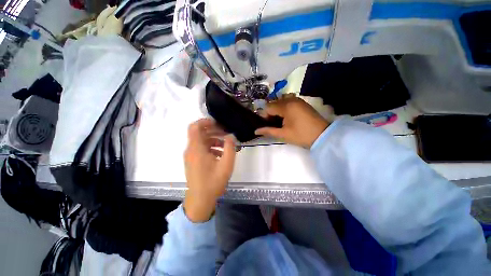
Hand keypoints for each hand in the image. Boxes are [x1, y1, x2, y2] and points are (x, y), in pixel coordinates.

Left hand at [183, 118, 235, 221]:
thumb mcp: (226, 164)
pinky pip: (201, 149)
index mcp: (197, 148)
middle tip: (226, 133)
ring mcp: (191, 156)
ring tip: (226, 145)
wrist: (200, 201)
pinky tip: (221, 154)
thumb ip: (230, 147)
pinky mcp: (193, 161)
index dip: (205, 121)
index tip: (218, 123)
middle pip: (200, 133)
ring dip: (214, 140)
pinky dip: (211, 148)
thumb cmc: (213, 182)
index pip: (195, 127)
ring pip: (202, 141)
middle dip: (213, 130)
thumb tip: (231, 136)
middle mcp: (191, 150)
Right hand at [255, 97, 329, 147]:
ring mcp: (298, 100)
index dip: (265, 116)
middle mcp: (291, 99)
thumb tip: (256, 131)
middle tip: (274, 124)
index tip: (267, 125)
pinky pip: (288, 102)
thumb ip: (268, 131)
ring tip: (281, 121)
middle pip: (274, 103)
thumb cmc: (301, 135)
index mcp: (286, 106)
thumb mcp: (283, 134)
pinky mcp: (302, 102)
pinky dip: (284, 108)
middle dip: (271, 113)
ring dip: (277, 110)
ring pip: (280, 102)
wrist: (323, 136)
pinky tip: (287, 117)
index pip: (268, 107)